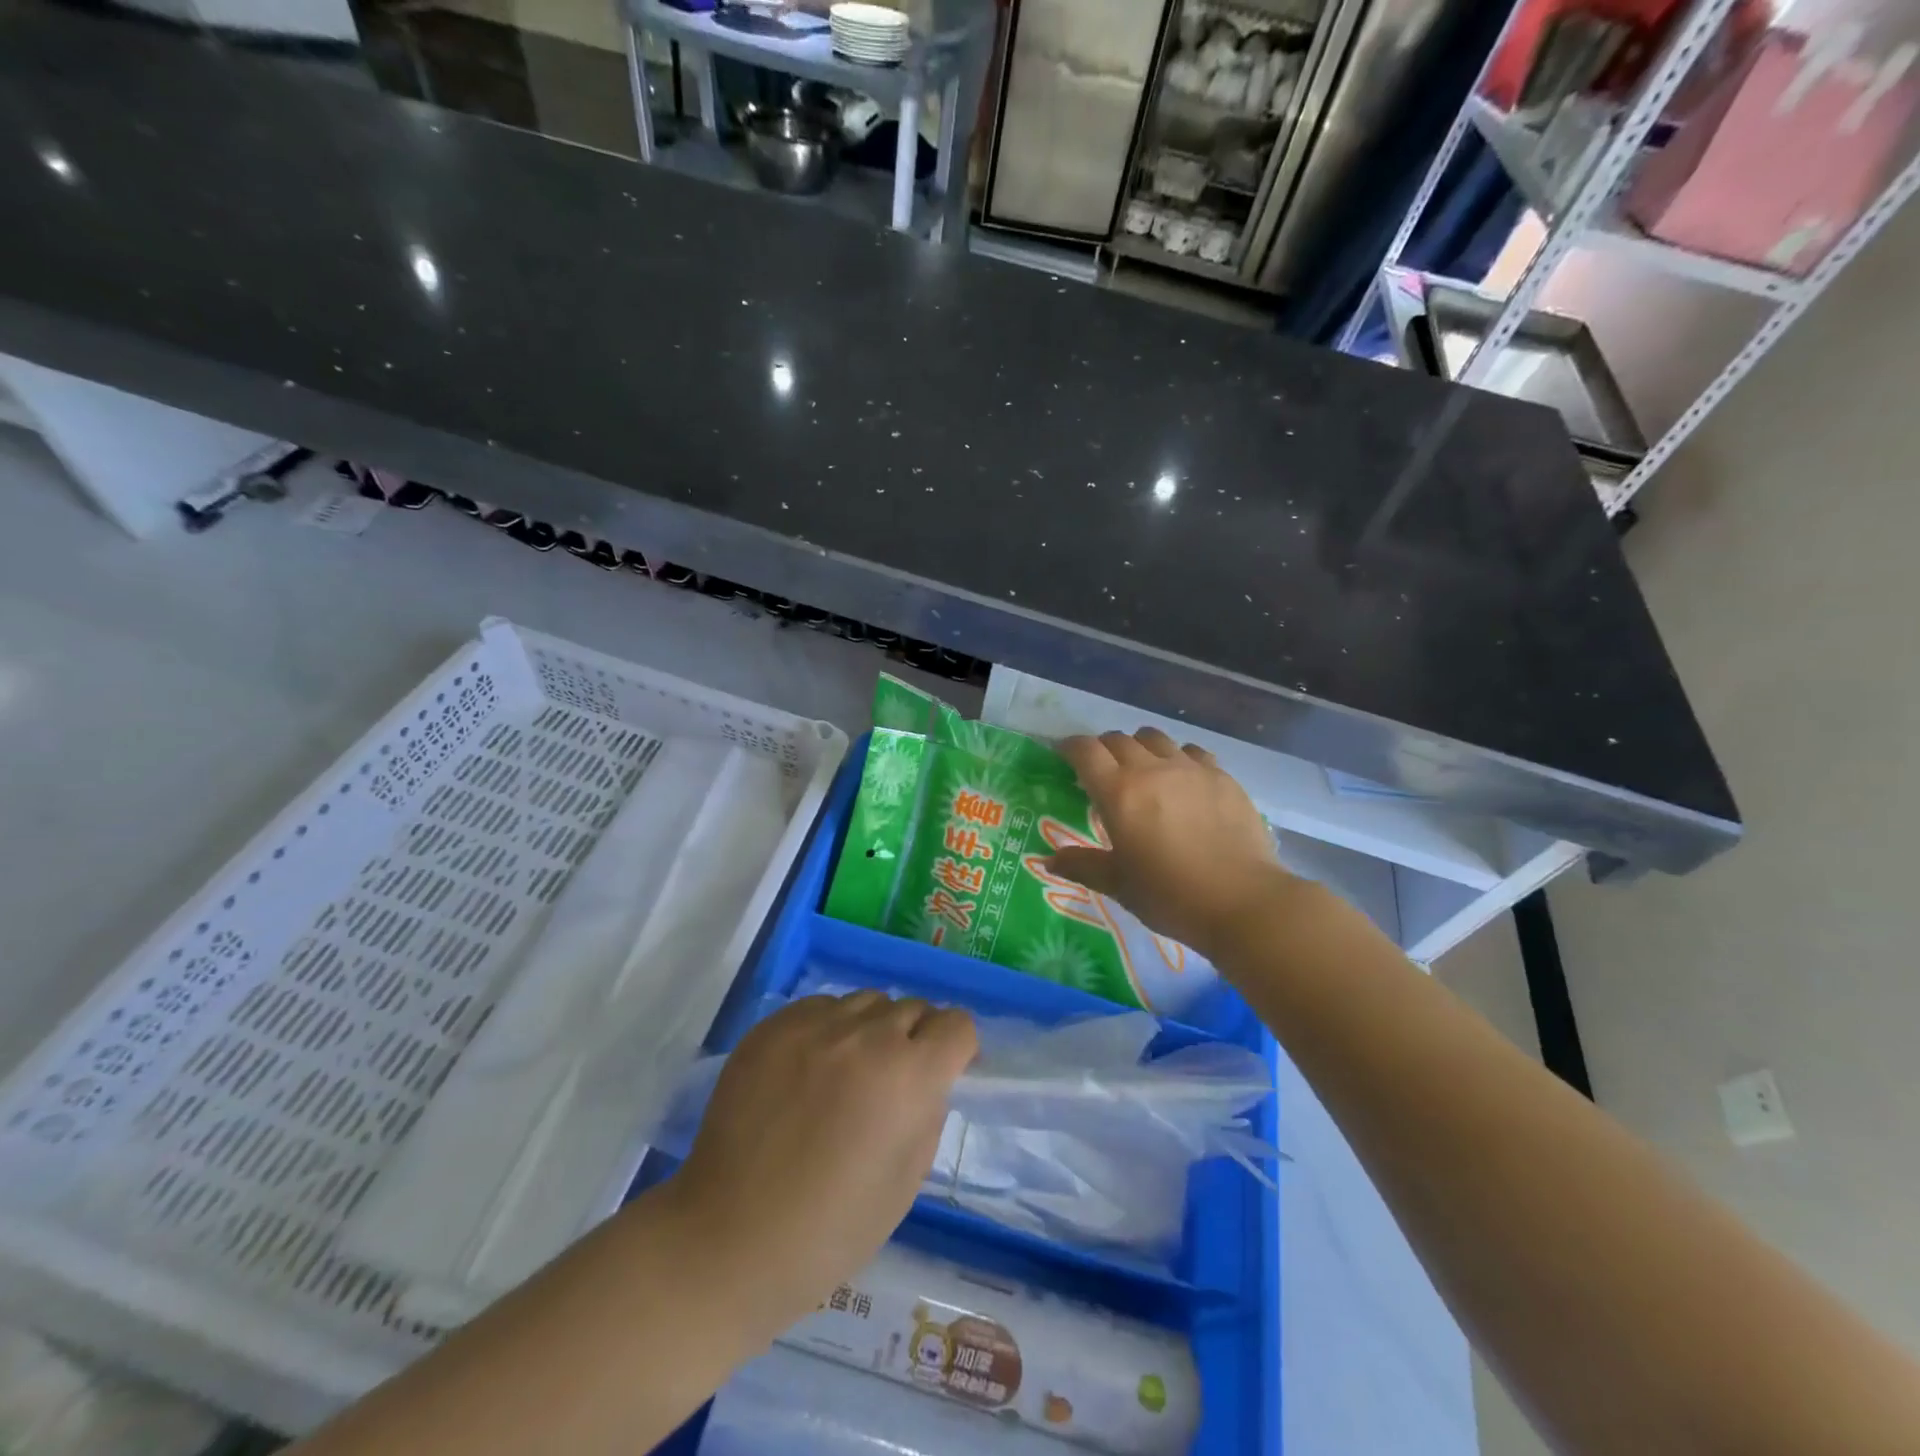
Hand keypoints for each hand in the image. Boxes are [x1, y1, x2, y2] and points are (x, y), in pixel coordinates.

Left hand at [660, 992, 976, 1334]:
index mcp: (909, 1076)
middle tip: (893, 1080)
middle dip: (916, 1038)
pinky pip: (821, 1007)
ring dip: (873, 1028)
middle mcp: (866, 1036)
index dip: (958, 1048)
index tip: (945, 1071)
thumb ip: (928, 1113)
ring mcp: (814, 1026)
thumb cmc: (831, 1229)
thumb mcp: (906, 1181)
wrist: (728, 1239)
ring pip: (867, 1001)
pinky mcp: (773, 1026)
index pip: (957, 1024)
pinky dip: (829, 1029)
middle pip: (913, 1008)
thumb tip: (928, 1079)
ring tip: (849, 1071)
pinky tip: (809, 1071)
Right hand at [1048, 728, 1291, 961]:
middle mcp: (1152, 769)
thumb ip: (1083, 865)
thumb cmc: (1170, 896)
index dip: (1069, 747)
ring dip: (1139, 747)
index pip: (1085, 751)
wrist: (1243, 901)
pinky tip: (1182, 779)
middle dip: (1103, 749)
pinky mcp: (1222, 776)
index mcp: (1119, 792)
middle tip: (1100, 770)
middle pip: (1118, 739)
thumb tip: (1049, 860)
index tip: (1063, 755)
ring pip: (1155, 738)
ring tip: (1141, 768)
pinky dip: (1177, 757)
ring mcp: (1191, 769)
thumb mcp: (1119, 885)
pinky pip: (1192, 752)